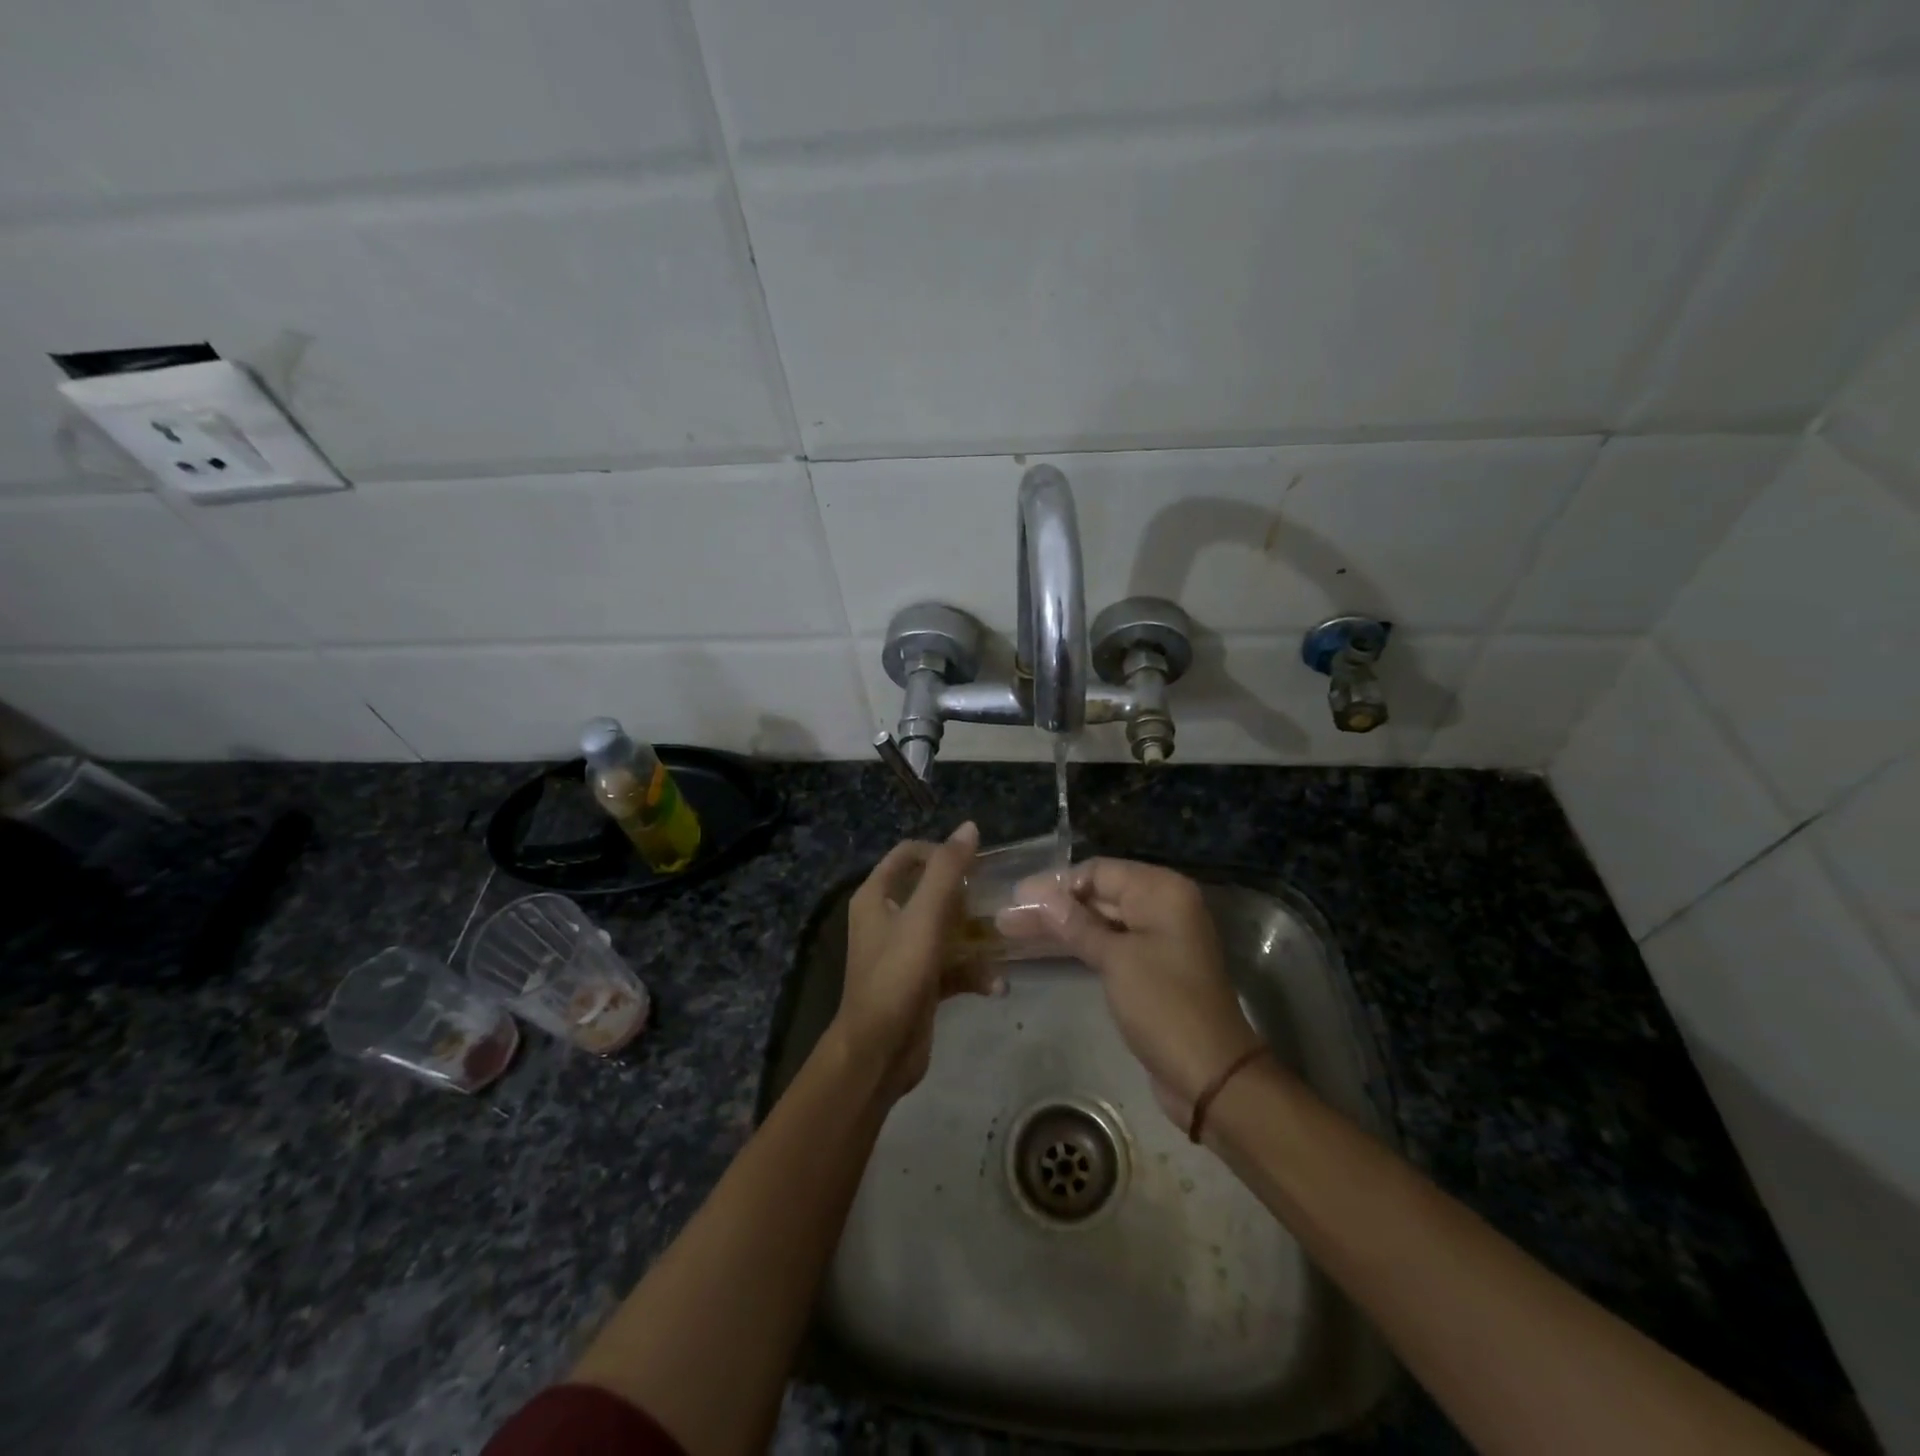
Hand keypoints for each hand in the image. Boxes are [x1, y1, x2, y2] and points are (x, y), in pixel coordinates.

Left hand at [831, 821, 994, 1101]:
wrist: (878, 1052)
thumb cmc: (897, 976)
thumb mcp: (924, 917)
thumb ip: (947, 871)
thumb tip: (969, 827)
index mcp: (876, 897)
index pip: (908, 855)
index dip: (940, 852)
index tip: (974, 864)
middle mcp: (885, 919)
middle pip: (930, 891)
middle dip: (964, 895)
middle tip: (995, 898)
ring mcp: (902, 953)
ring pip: (945, 930)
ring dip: (974, 935)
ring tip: (1004, 938)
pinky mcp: (919, 983)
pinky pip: (951, 966)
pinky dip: (972, 972)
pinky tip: (996, 985)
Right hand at [1009, 858, 1264, 1125]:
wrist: (1210, 1074)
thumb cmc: (1164, 1006)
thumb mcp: (1116, 960)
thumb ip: (1075, 924)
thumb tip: (1038, 895)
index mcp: (1162, 891)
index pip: (1099, 871)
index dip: (1056, 884)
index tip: (1016, 898)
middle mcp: (1163, 905)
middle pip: (1099, 894)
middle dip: (1053, 905)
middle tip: (1007, 917)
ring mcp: (1159, 937)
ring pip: (1101, 921)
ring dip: (1061, 926)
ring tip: (1013, 930)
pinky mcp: (1152, 966)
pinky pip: (1110, 944)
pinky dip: (1081, 944)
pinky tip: (1045, 947)